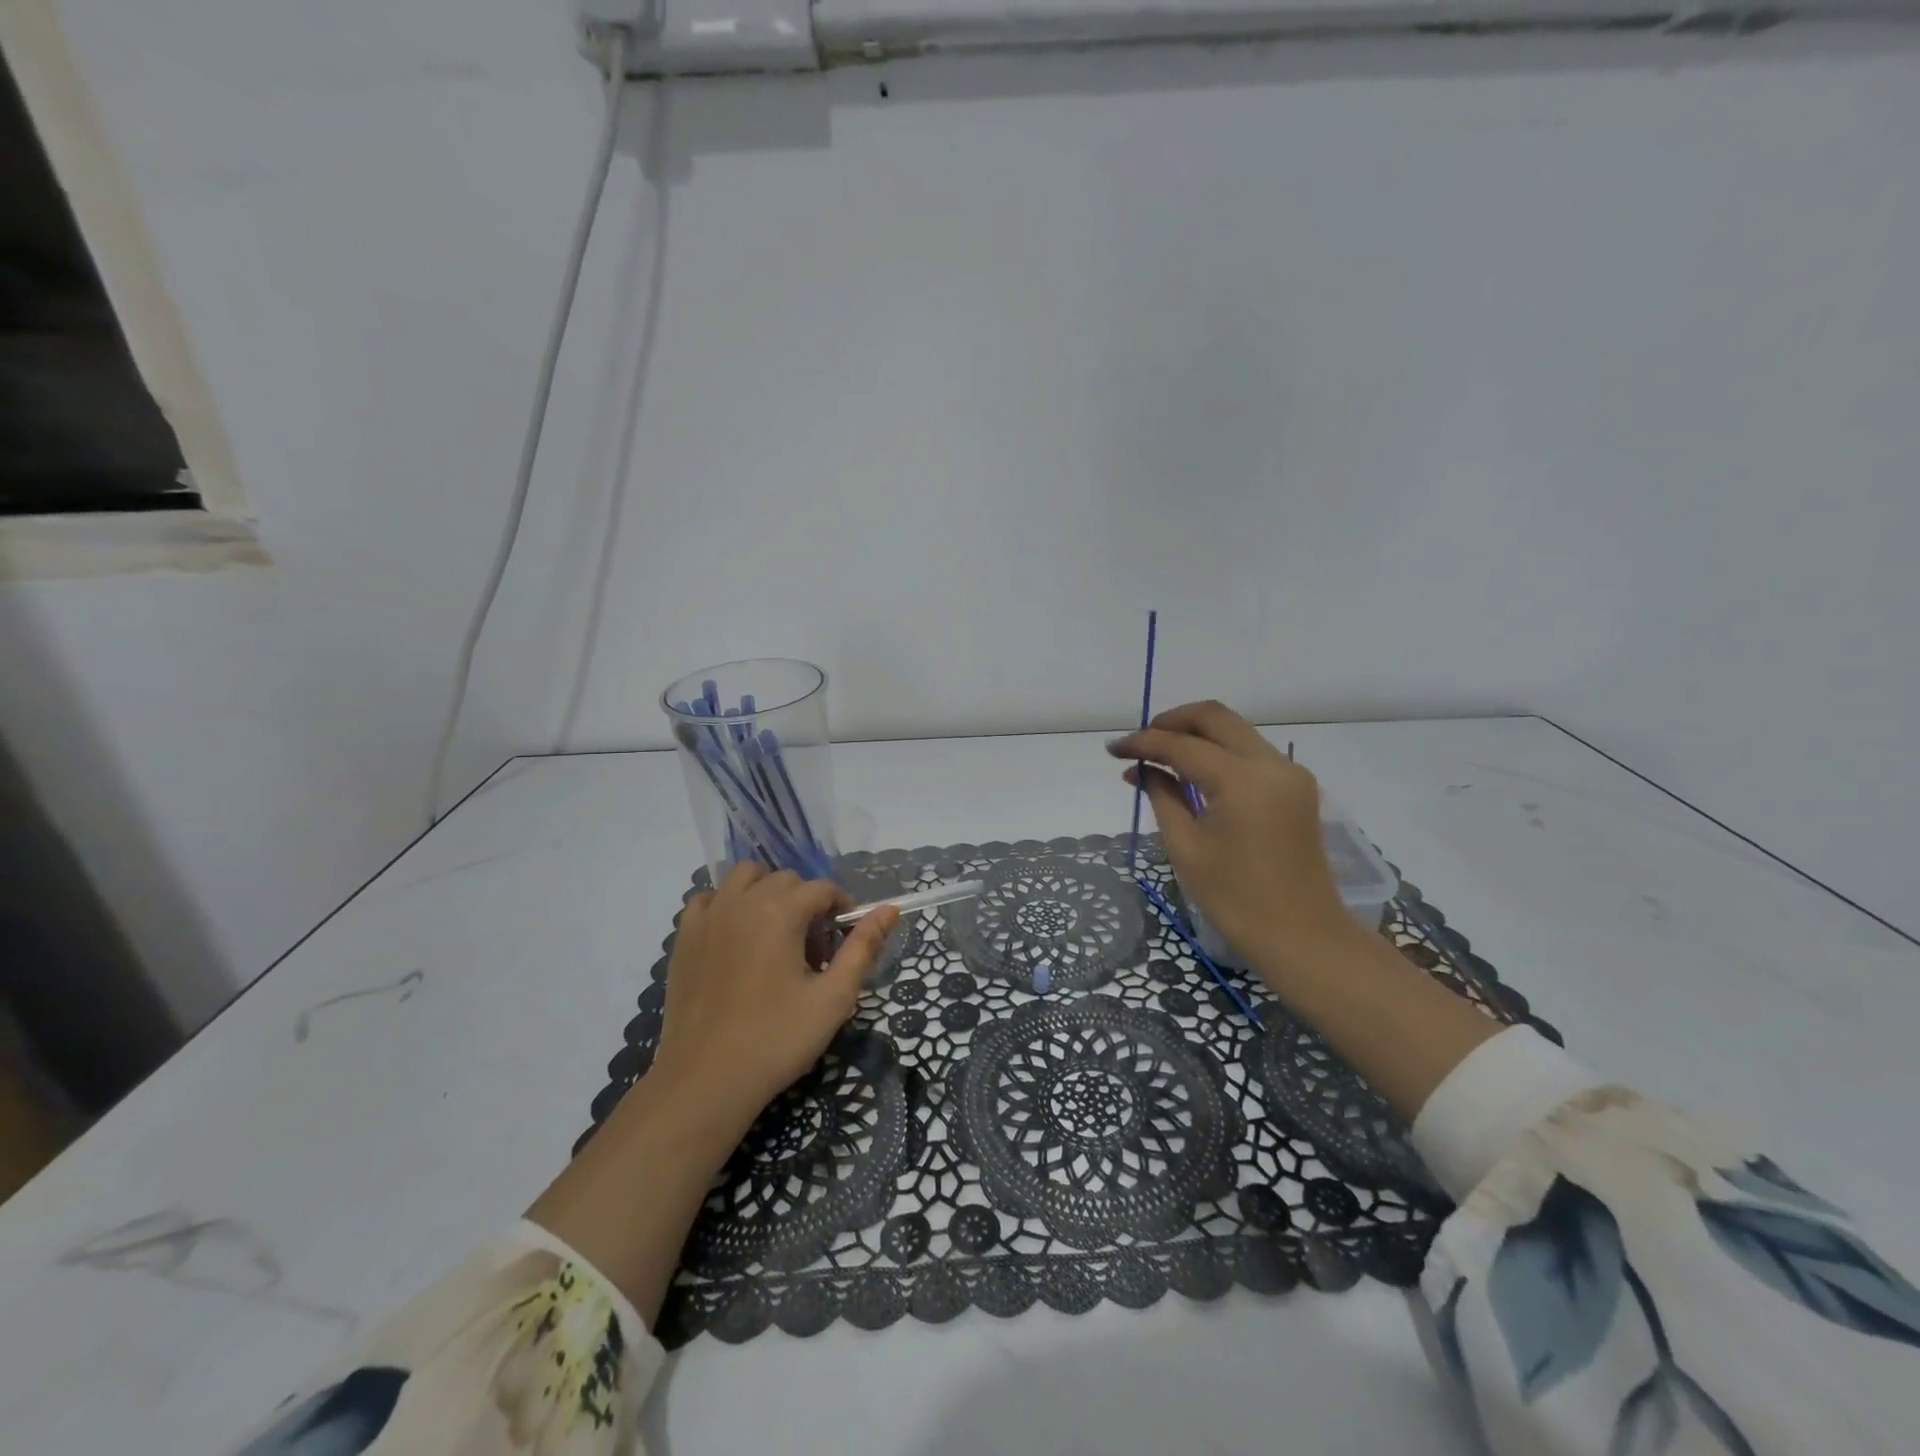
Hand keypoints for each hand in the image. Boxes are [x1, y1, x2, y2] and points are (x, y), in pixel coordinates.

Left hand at [650, 863, 899, 1137]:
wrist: (705, 1081)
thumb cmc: (777, 1040)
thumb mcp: (833, 998)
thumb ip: (863, 947)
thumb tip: (889, 910)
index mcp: (780, 911)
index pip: (823, 888)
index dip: (842, 908)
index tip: (846, 939)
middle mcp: (742, 901)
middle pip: (786, 879)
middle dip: (807, 902)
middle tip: (813, 948)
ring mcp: (708, 916)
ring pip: (744, 877)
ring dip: (766, 891)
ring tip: (775, 931)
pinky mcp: (684, 937)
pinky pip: (709, 898)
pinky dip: (726, 903)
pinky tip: (735, 936)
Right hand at [1108, 701, 1355, 982]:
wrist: (1303, 937)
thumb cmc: (1236, 900)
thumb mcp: (1186, 848)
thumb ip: (1162, 796)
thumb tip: (1141, 768)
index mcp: (1241, 781)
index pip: (1182, 745)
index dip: (1143, 743)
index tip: (1112, 750)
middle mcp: (1271, 764)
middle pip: (1215, 717)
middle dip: (1171, 721)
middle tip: (1140, 743)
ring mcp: (1289, 773)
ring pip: (1235, 730)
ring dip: (1195, 734)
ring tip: (1159, 757)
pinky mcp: (1296, 786)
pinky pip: (1250, 751)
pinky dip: (1218, 751)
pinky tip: (1192, 772)